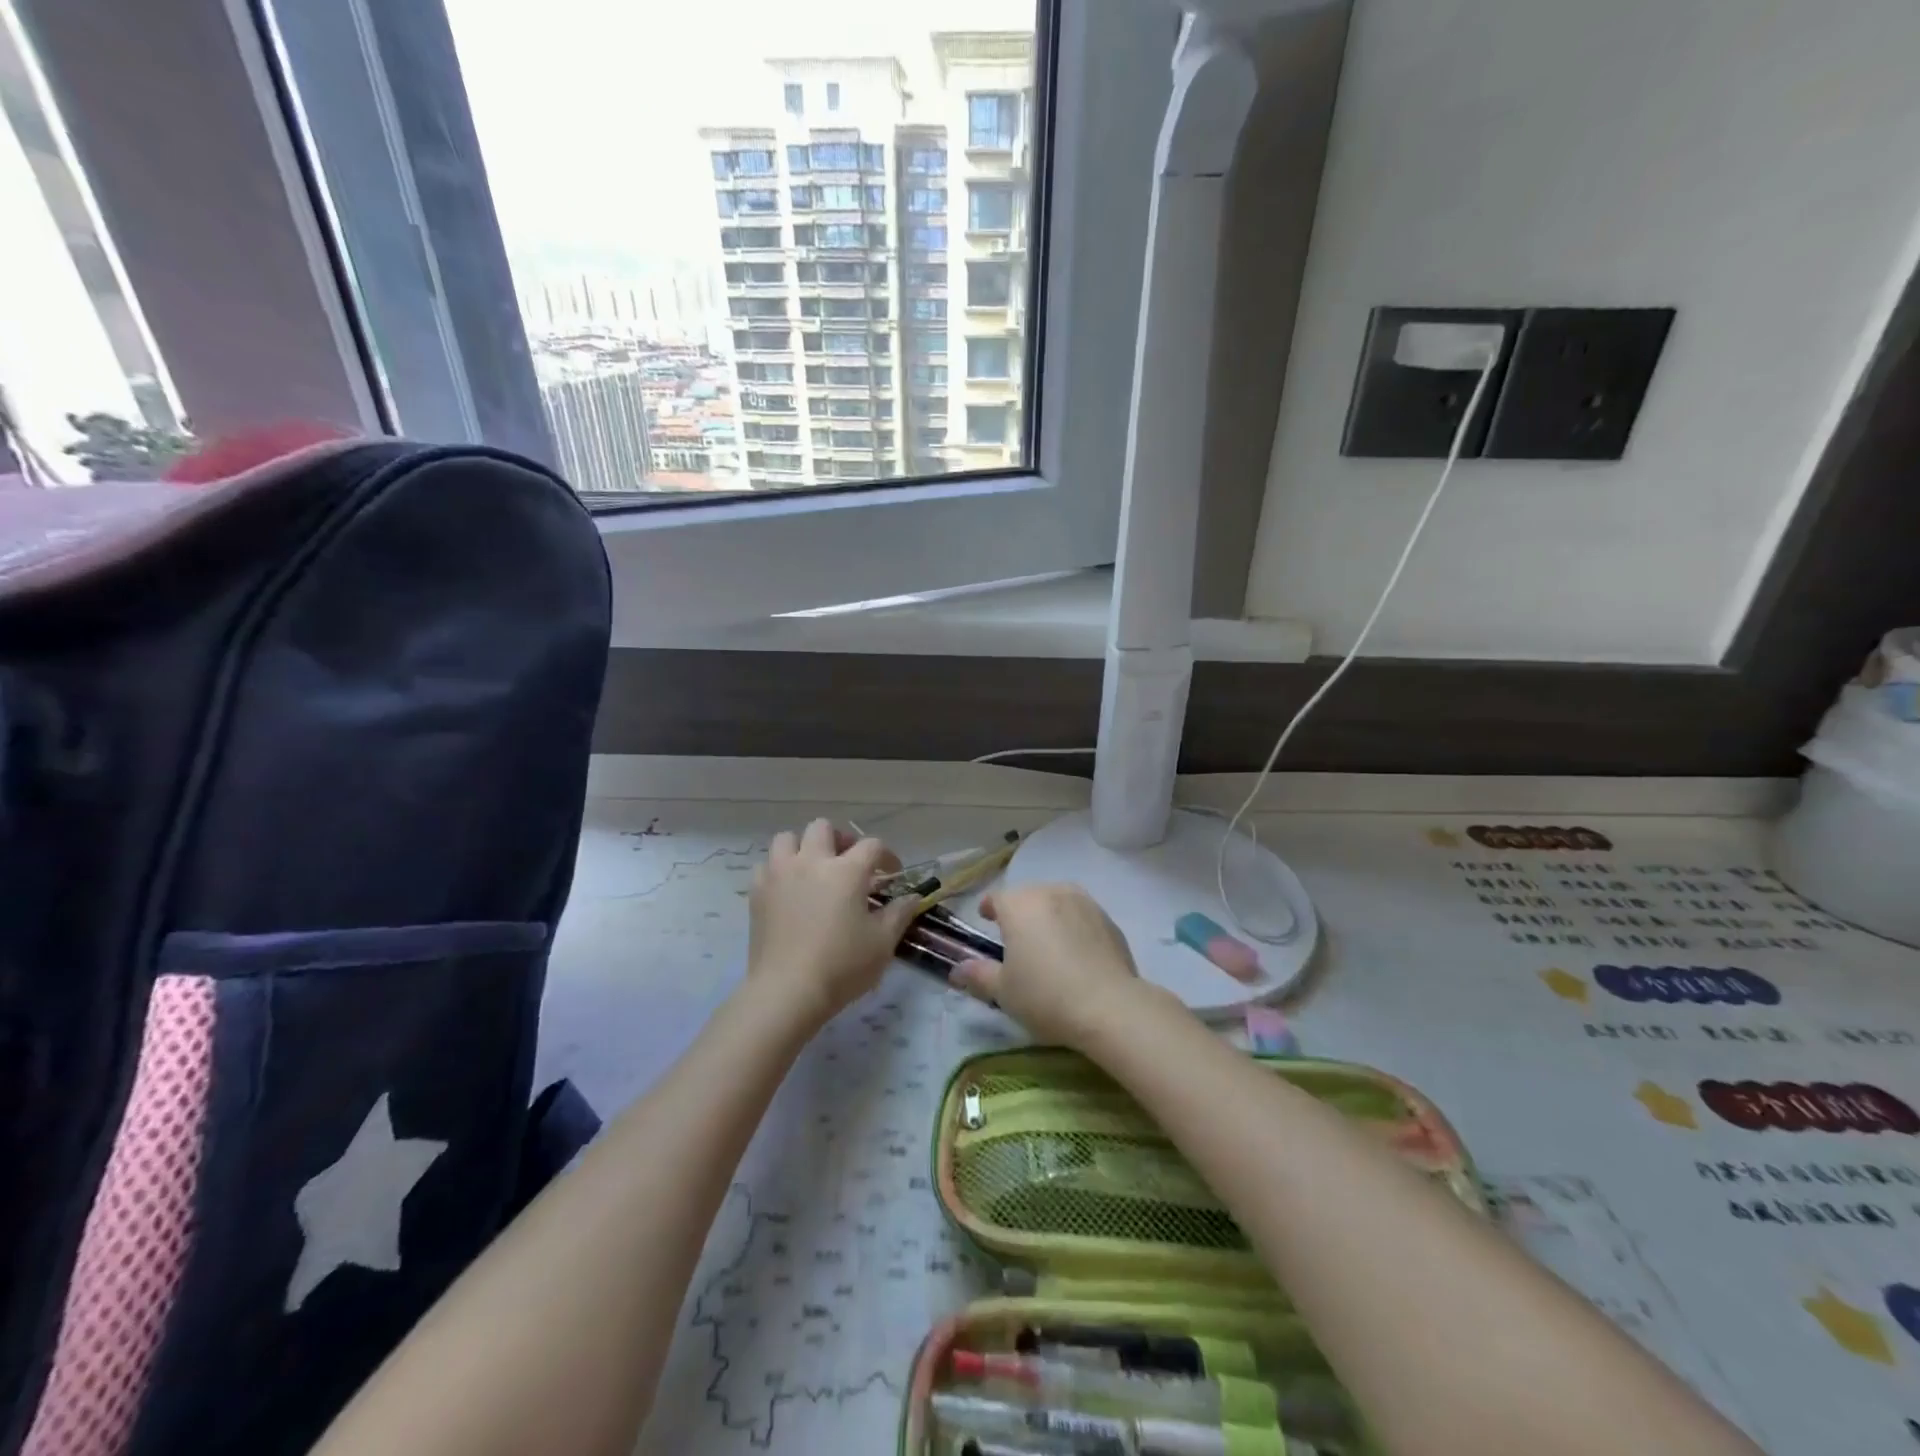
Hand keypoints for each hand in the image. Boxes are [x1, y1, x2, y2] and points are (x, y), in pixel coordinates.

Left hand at [745, 818, 918, 1029]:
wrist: (787, 992)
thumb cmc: (842, 966)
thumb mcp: (883, 943)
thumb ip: (899, 913)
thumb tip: (912, 897)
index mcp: (846, 871)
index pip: (871, 845)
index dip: (886, 855)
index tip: (890, 872)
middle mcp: (811, 862)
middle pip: (823, 828)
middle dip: (839, 840)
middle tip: (848, 863)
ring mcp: (779, 874)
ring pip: (788, 839)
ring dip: (803, 848)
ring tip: (813, 870)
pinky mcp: (757, 892)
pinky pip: (767, 865)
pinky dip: (779, 870)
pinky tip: (788, 890)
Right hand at [950, 883, 1144, 1046]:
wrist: (1109, 1006)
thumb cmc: (1046, 996)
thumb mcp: (1004, 991)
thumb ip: (978, 975)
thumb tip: (957, 970)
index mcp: (1020, 905)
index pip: (997, 898)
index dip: (989, 908)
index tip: (986, 919)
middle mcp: (1051, 893)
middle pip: (1028, 896)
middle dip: (1020, 912)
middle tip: (1016, 939)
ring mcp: (1084, 903)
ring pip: (1057, 902)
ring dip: (1048, 916)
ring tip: (1047, 943)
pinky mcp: (1108, 920)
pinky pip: (1082, 917)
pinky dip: (1074, 928)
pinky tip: (1076, 954)